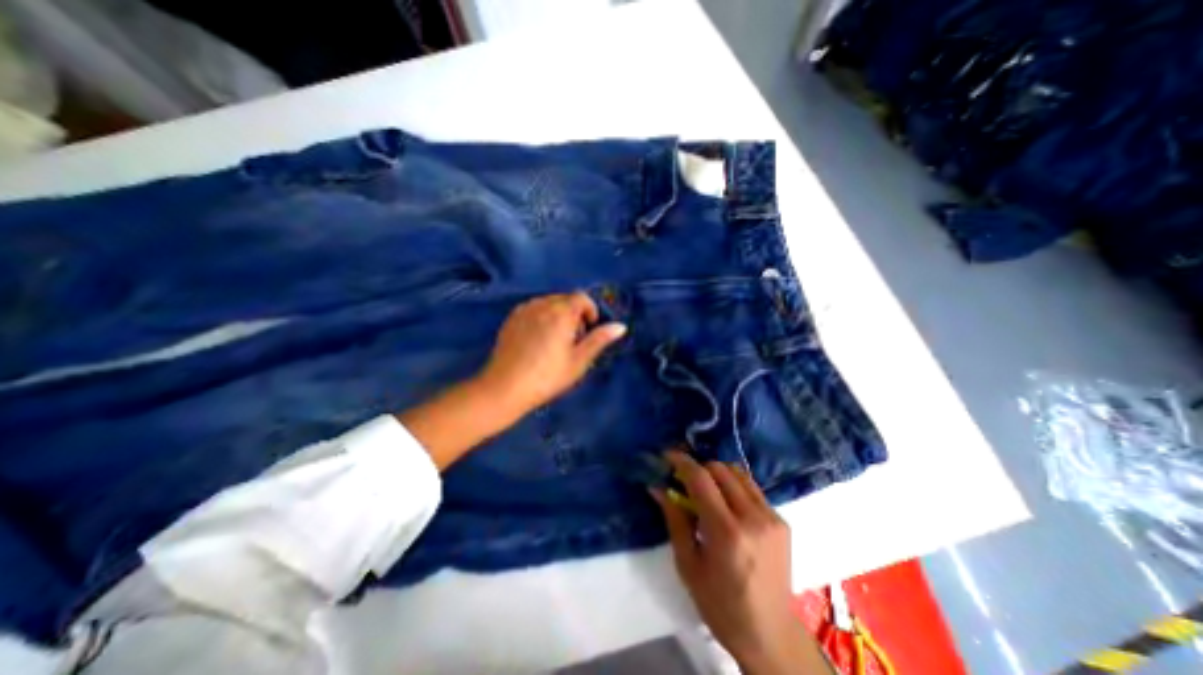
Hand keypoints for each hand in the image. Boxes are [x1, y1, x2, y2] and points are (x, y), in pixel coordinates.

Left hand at [479, 292, 629, 418]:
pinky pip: (533, 308)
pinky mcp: (511, 318)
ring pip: (548, 303)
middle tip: (573, 340)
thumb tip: (620, 326)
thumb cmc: (547, 377)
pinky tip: (537, 340)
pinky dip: (542, 317)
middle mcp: (542, 305)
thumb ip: (599, 340)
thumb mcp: (579, 361)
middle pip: (565, 299)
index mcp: (561, 313)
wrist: (505, 388)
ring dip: (558, 314)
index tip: (588, 330)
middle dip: (574, 313)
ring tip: (555, 340)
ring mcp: (524, 310)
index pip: (581, 298)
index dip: (590, 311)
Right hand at [654, 454, 832, 674]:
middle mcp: (753, 517)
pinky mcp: (781, 521)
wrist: (770, 635)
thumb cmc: (720, 605)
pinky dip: (733, 486)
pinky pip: (752, 488)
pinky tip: (726, 504)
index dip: (682, 462)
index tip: (667, 455)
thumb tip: (658, 487)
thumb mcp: (688, 564)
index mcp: (727, 532)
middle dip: (698, 467)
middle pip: (720, 469)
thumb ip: (674, 519)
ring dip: (717, 473)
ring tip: (704, 489)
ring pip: (738, 473)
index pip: (701, 478)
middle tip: (684, 479)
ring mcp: (771, 517)